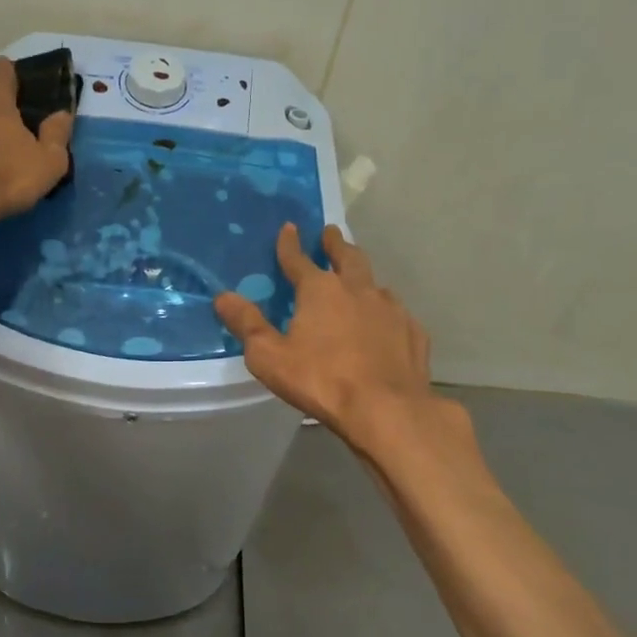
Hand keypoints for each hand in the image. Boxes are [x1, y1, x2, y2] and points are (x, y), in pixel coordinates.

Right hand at [214, 223, 447, 449]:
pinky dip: (385, 312)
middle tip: (331, 234)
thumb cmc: (321, 380)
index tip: (290, 228)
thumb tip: (223, 297)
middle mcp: (358, 289)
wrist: (386, 409)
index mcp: (320, 290)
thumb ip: (247, 324)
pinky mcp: (413, 332)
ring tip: (358, 281)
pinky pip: (396, 314)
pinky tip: (384, 324)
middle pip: (347, 257)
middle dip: (336, 244)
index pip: (299, 259)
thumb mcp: (269, 356)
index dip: (290, 244)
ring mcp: (390, 309)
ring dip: (363, 278)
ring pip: (375, 284)